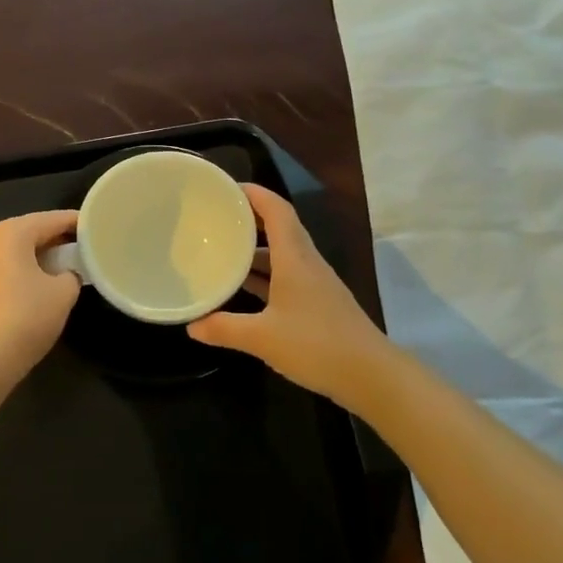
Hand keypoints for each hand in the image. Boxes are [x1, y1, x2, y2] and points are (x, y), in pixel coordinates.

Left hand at [0, 210, 81, 381]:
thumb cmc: (25, 318)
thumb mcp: (63, 293)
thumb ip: (71, 274)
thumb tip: (64, 274)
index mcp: (9, 233)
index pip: (50, 220)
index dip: (75, 223)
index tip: (93, 227)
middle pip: (25, 232)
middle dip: (51, 238)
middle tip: (77, 248)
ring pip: (6, 251)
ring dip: (30, 256)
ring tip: (55, 268)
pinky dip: (13, 271)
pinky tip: (28, 287)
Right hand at [187, 185, 395, 407]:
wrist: (371, 375)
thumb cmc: (316, 345)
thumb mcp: (262, 338)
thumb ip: (224, 328)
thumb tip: (192, 326)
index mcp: (295, 258)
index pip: (277, 210)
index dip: (254, 193)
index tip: (226, 187)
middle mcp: (306, 263)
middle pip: (279, 228)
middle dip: (250, 219)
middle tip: (217, 217)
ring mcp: (315, 284)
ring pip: (282, 254)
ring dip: (256, 249)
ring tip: (223, 249)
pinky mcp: (319, 303)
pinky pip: (287, 276)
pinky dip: (265, 275)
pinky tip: (245, 288)